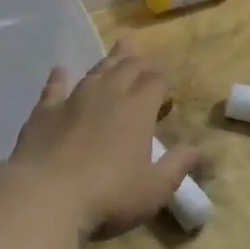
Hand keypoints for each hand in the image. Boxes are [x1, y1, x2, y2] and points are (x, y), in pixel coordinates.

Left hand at [0, 41, 202, 236]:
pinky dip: (59, 78)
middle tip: (146, 61)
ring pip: (96, 71)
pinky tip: (60, 71)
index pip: (156, 81)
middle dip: (140, 62)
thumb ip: (180, 164)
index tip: (169, 85)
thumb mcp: (155, 187)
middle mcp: (107, 94)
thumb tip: (206, 150)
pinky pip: (54, 88)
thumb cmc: (109, 195)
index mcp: (138, 108)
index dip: (165, 80)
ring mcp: (73, 100)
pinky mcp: (43, 113)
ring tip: (119, 51)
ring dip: (109, 61)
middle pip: (127, 68)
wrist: (44, 198)